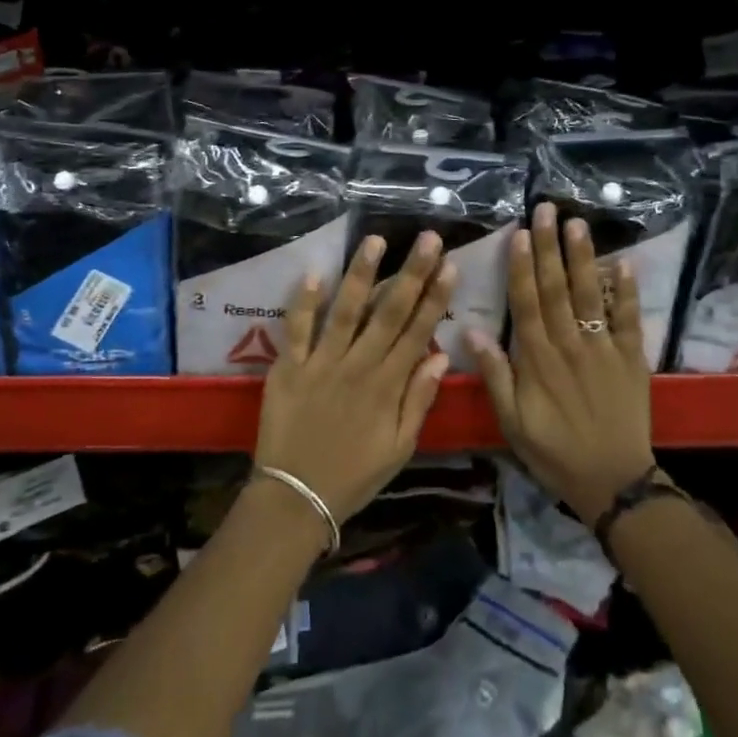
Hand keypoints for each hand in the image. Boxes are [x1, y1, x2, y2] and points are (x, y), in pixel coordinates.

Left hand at [255, 231, 456, 533]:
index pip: (417, 333)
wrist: (295, 498)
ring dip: (361, 274)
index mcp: (387, 386)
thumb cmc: (353, 475)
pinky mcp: (288, 368)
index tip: (450, 266)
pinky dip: (304, 302)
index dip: (435, 298)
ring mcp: (321, 364)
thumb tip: (438, 358)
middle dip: (411, 273)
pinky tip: (314, 273)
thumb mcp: (399, 448)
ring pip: (346, 312)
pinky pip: (297, 330)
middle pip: (389, 313)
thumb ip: (418, 401)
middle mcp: (358, 366)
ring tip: (375, 240)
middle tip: (428, 238)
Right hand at [469, 201, 654, 524]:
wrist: (613, 480)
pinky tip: (623, 264)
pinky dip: (627, 292)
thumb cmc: (554, 452)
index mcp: (537, 359)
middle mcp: (570, 344)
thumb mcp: (512, 422)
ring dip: (583, 258)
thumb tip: (471, 331)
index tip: (519, 233)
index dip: (521, 266)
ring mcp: (603, 348)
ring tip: (578, 224)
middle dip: (549, 247)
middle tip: (547, 209)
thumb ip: (495, 375)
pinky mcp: (631, 358)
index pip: (526, 302)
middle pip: (557, 288)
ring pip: (591, 295)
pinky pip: (628, 319)